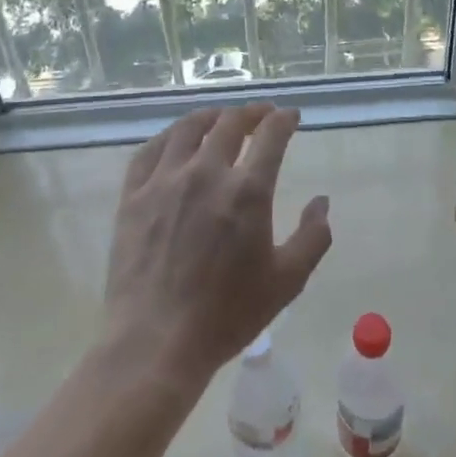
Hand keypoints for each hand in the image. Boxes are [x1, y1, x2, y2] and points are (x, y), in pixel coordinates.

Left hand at [103, 104, 332, 387]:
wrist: (156, 343)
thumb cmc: (227, 315)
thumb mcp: (287, 281)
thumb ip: (313, 237)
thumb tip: (322, 201)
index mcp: (247, 191)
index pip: (271, 136)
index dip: (284, 120)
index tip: (291, 116)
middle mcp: (206, 173)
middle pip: (229, 123)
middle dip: (251, 113)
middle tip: (261, 115)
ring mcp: (164, 181)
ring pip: (188, 128)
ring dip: (211, 116)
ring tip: (220, 118)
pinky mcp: (133, 196)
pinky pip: (150, 150)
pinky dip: (169, 136)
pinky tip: (176, 140)